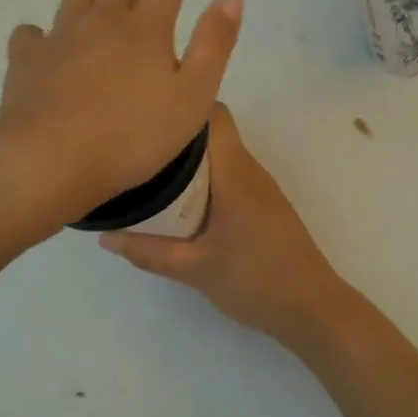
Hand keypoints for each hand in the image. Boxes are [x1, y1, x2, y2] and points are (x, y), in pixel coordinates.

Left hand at [0, 0, 241, 224]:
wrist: (52, 160)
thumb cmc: (134, 135)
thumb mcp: (194, 95)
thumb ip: (214, 43)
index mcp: (145, 26)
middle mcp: (101, 19)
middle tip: (149, 4)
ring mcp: (59, 36)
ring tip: (104, 16)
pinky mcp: (25, 60)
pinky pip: (33, 32)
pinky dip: (47, 33)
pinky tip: (51, 48)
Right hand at [99, 105, 354, 350]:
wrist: (312, 309)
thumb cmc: (256, 281)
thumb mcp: (195, 269)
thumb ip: (149, 252)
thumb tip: (105, 237)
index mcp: (235, 174)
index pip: (214, 115)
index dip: (183, 107)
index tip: (148, 118)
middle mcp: (250, 170)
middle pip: (213, 133)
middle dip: (177, 137)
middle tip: (137, 151)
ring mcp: (261, 188)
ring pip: (222, 156)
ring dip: (191, 161)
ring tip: (151, 174)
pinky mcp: (264, 205)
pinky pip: (230, 176)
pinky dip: (206, 180)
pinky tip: (182, 204)